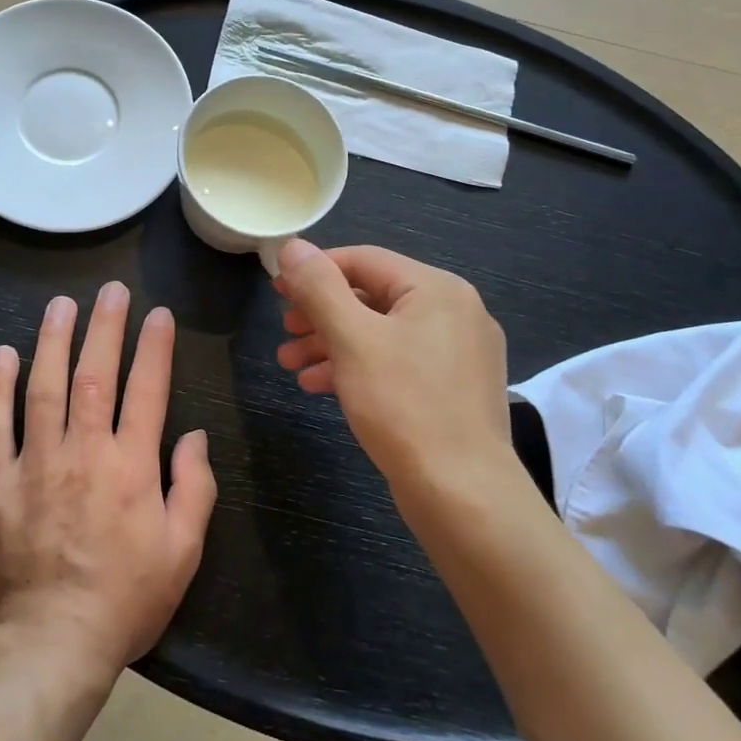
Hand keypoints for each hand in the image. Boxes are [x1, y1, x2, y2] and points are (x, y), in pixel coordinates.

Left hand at [0, 283, 215, 679]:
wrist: (49, 646)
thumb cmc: (125, 601)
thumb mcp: (183, 552)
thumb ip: (193, 487)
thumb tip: (195, 435)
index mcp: (131, 466)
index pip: (146, 390)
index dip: (154, 347)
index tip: (158, 314)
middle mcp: (83, 452)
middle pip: (94, 375)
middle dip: (104, 327)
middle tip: (110, 290)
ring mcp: (34, 464)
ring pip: (43, 387)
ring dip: (53, 340)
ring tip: (60, 305)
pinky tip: (3, 355)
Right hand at [273, 239, 515, 495]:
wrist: (463, 494)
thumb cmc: (404, 405)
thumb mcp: (352, 339)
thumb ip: (320, 288)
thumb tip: (292, 246)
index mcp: (437, 289)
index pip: (364, 260)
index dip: (315, 270)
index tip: (277, 291)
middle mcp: (454, 312)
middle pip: (372, 297)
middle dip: (320, 314)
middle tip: (284, 331)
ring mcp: (457, 353)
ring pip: (381, 333)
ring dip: (331, 344)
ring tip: (289, 364)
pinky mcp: (452, 390)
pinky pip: (396, 363)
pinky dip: (357, 368)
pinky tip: (317, 386)